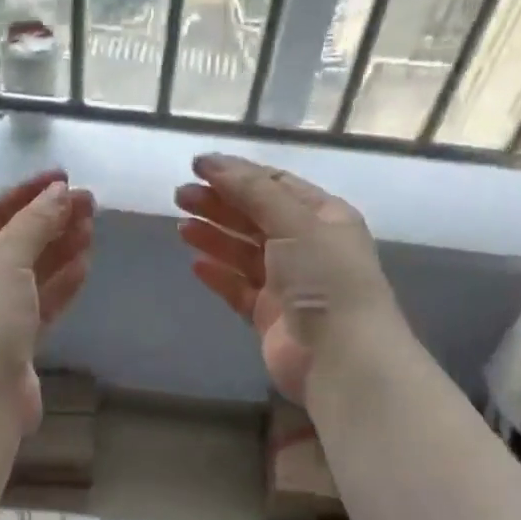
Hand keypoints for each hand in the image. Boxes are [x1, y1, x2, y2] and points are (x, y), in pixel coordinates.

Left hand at [0, 169, 96, 431]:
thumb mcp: (6, 260)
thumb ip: (34, 224)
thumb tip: (59, 194)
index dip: (27, 191)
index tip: (65, 177)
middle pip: (15, 238)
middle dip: (50, 218)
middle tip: (90, 202)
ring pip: (32, 270)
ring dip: (60, 247)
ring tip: (93, 227)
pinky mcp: (17, 341)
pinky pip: (42, 301)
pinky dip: (62, 282)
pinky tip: (85, 263)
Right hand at [176, 153, 400, 403]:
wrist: (341, 357)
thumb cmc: (325, 278)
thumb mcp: (294, 222)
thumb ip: (252, 191)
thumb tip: (212, 162)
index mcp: (323, 217)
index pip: (275, 185)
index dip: (236, 174)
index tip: (197, 167)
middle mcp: (307, 246)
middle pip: (255, 217)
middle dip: (219, 204)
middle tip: (179, 196)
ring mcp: (287, 284)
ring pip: (243, 253)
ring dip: (214, 237)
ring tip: (180, 227)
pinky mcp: (269, 316)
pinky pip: (238, 289)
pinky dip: (218, 275)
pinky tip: (195, 264)